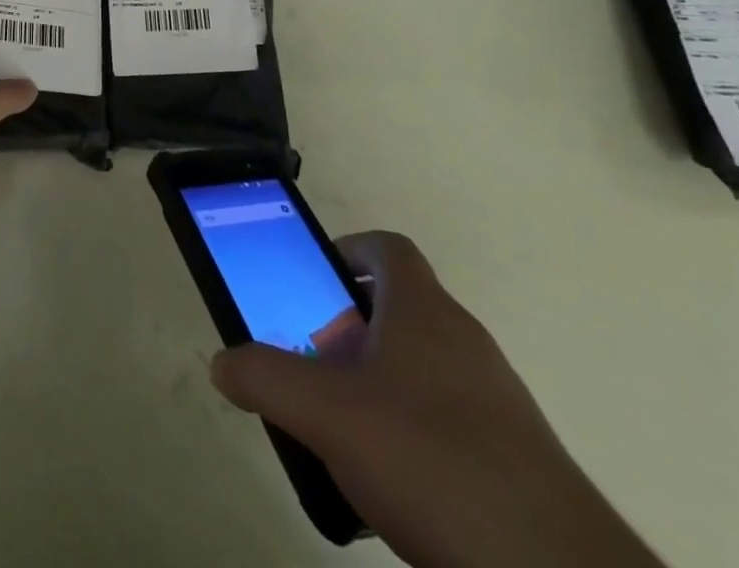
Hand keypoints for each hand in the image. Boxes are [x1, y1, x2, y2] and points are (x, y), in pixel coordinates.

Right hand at [211, 233, 662, 567]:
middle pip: (400, 309)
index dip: (347, 252)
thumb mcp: (328, 416)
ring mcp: (496, 399)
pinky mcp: (516, 458)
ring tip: (344, 433)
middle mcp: (463, 340)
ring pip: (423, 368)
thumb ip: (267, 380)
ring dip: (379, 384)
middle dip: (350, 329)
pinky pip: (449, 422)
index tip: (313, 284)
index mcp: (423, 310)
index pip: (387, 248)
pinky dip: (413, 435)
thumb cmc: (432, 463)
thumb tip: (222, 362)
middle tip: (314, 367)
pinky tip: (393, 489)